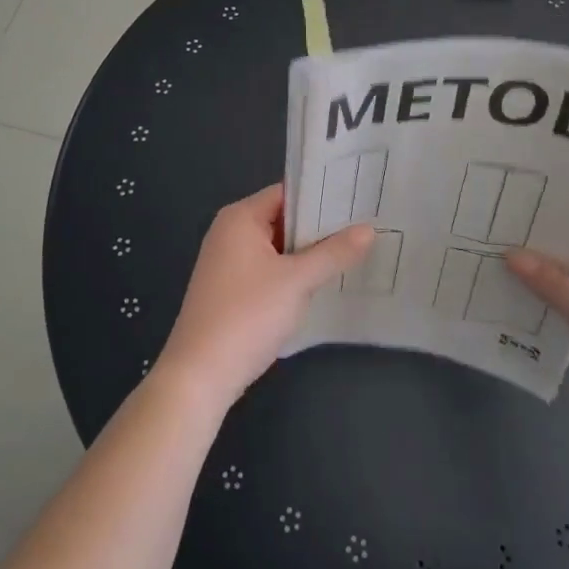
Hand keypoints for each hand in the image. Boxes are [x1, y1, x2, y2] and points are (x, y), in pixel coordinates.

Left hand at [155, 184, 371, 411]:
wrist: (200, 375)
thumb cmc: (247, 315)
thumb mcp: (297, 281)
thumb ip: (333, 253)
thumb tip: (368, 229)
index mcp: (240, 218)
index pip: (287, 192)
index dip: (322, 195)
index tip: (358, 200)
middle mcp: (230, 233)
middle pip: (282, 219)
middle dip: (320, 227)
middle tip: (365, 226)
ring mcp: (228, 263)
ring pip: (278, 248)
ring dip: (308, 253)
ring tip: (354, 252)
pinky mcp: (231, 291)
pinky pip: (269, 270)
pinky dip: (293, 274)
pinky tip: (323, 283)